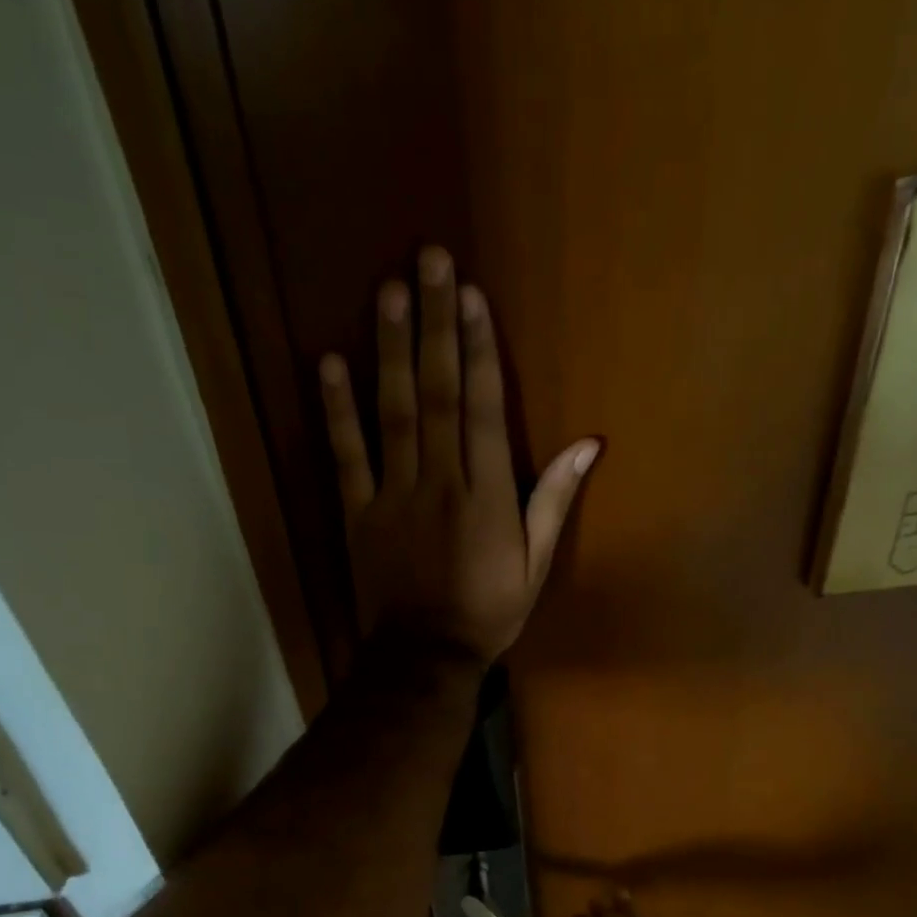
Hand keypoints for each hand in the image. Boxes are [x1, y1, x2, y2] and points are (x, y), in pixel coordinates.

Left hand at [319, 247, 598, 664]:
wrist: (424, 656)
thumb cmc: (487, 613)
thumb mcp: (534, 565)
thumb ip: (553, 501)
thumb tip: (586, 444)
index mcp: (486, 495)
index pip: (481, 409)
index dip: (477, 349)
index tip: (470, 295)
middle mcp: (439, 482)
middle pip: (437, 394)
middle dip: (434, 326)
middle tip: (427, 260)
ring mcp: (393, 495)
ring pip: (393, 413)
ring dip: (391, 351)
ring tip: (389, 292)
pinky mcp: (357, 513)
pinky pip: (346, 456)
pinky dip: (337, 411)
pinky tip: (330, 364)